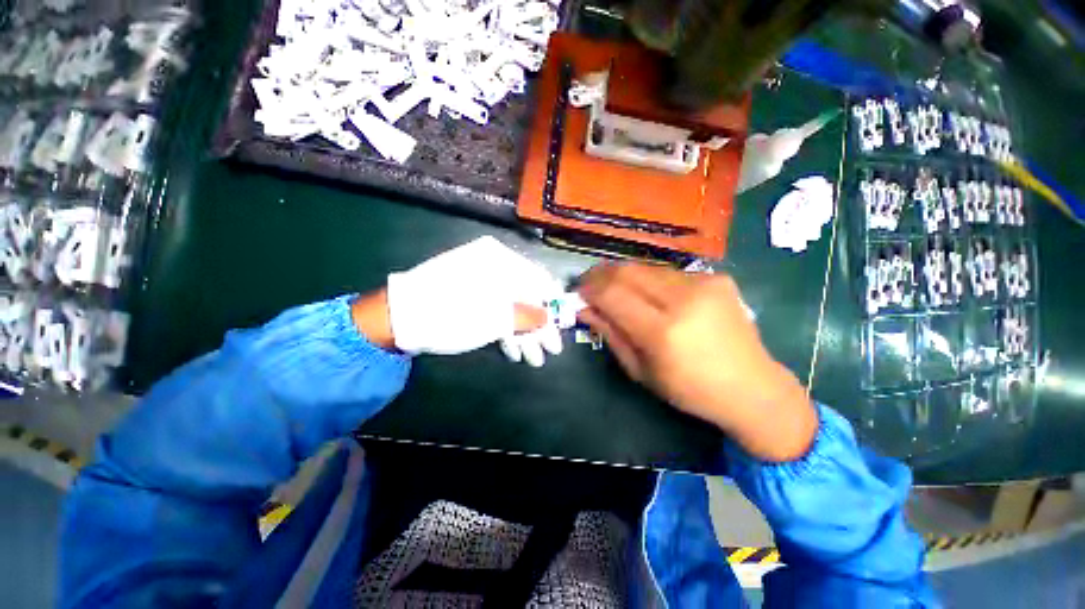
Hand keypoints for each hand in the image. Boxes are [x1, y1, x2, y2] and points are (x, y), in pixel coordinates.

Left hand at [377, 236, 563, 362]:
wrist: (395, 319)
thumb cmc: (448, 315)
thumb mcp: (492, 317)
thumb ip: (526, 316)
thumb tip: (549, 316)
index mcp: (499, 260)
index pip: (538, 280)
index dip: (553, 306)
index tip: (562, 328)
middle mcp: (492, 266)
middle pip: (526, 296)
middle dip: (538, 327)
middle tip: (550, 351)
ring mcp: (479, 281)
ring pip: (511, 306)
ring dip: (523, 333)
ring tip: (532, 358)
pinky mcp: (469, 296)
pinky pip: (495, 310)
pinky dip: (505, 329)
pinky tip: (513, 349)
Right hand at [577, 263, 816, 461]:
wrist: (752, 387)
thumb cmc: (689, 390)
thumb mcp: (640, 370)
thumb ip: (610, 334)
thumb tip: (583, 309)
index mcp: (663, 332)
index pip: (612, 294)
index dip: (588, 288)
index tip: (577, 291)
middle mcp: (684, 299)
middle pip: (627, 271)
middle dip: (601, 275)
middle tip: (589, 284)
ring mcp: (704, 284)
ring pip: (646, 267)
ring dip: (623, 276)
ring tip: (615, 289)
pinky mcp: (716, 278)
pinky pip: (668, 273)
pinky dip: (649, 280)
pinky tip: (650, 294)